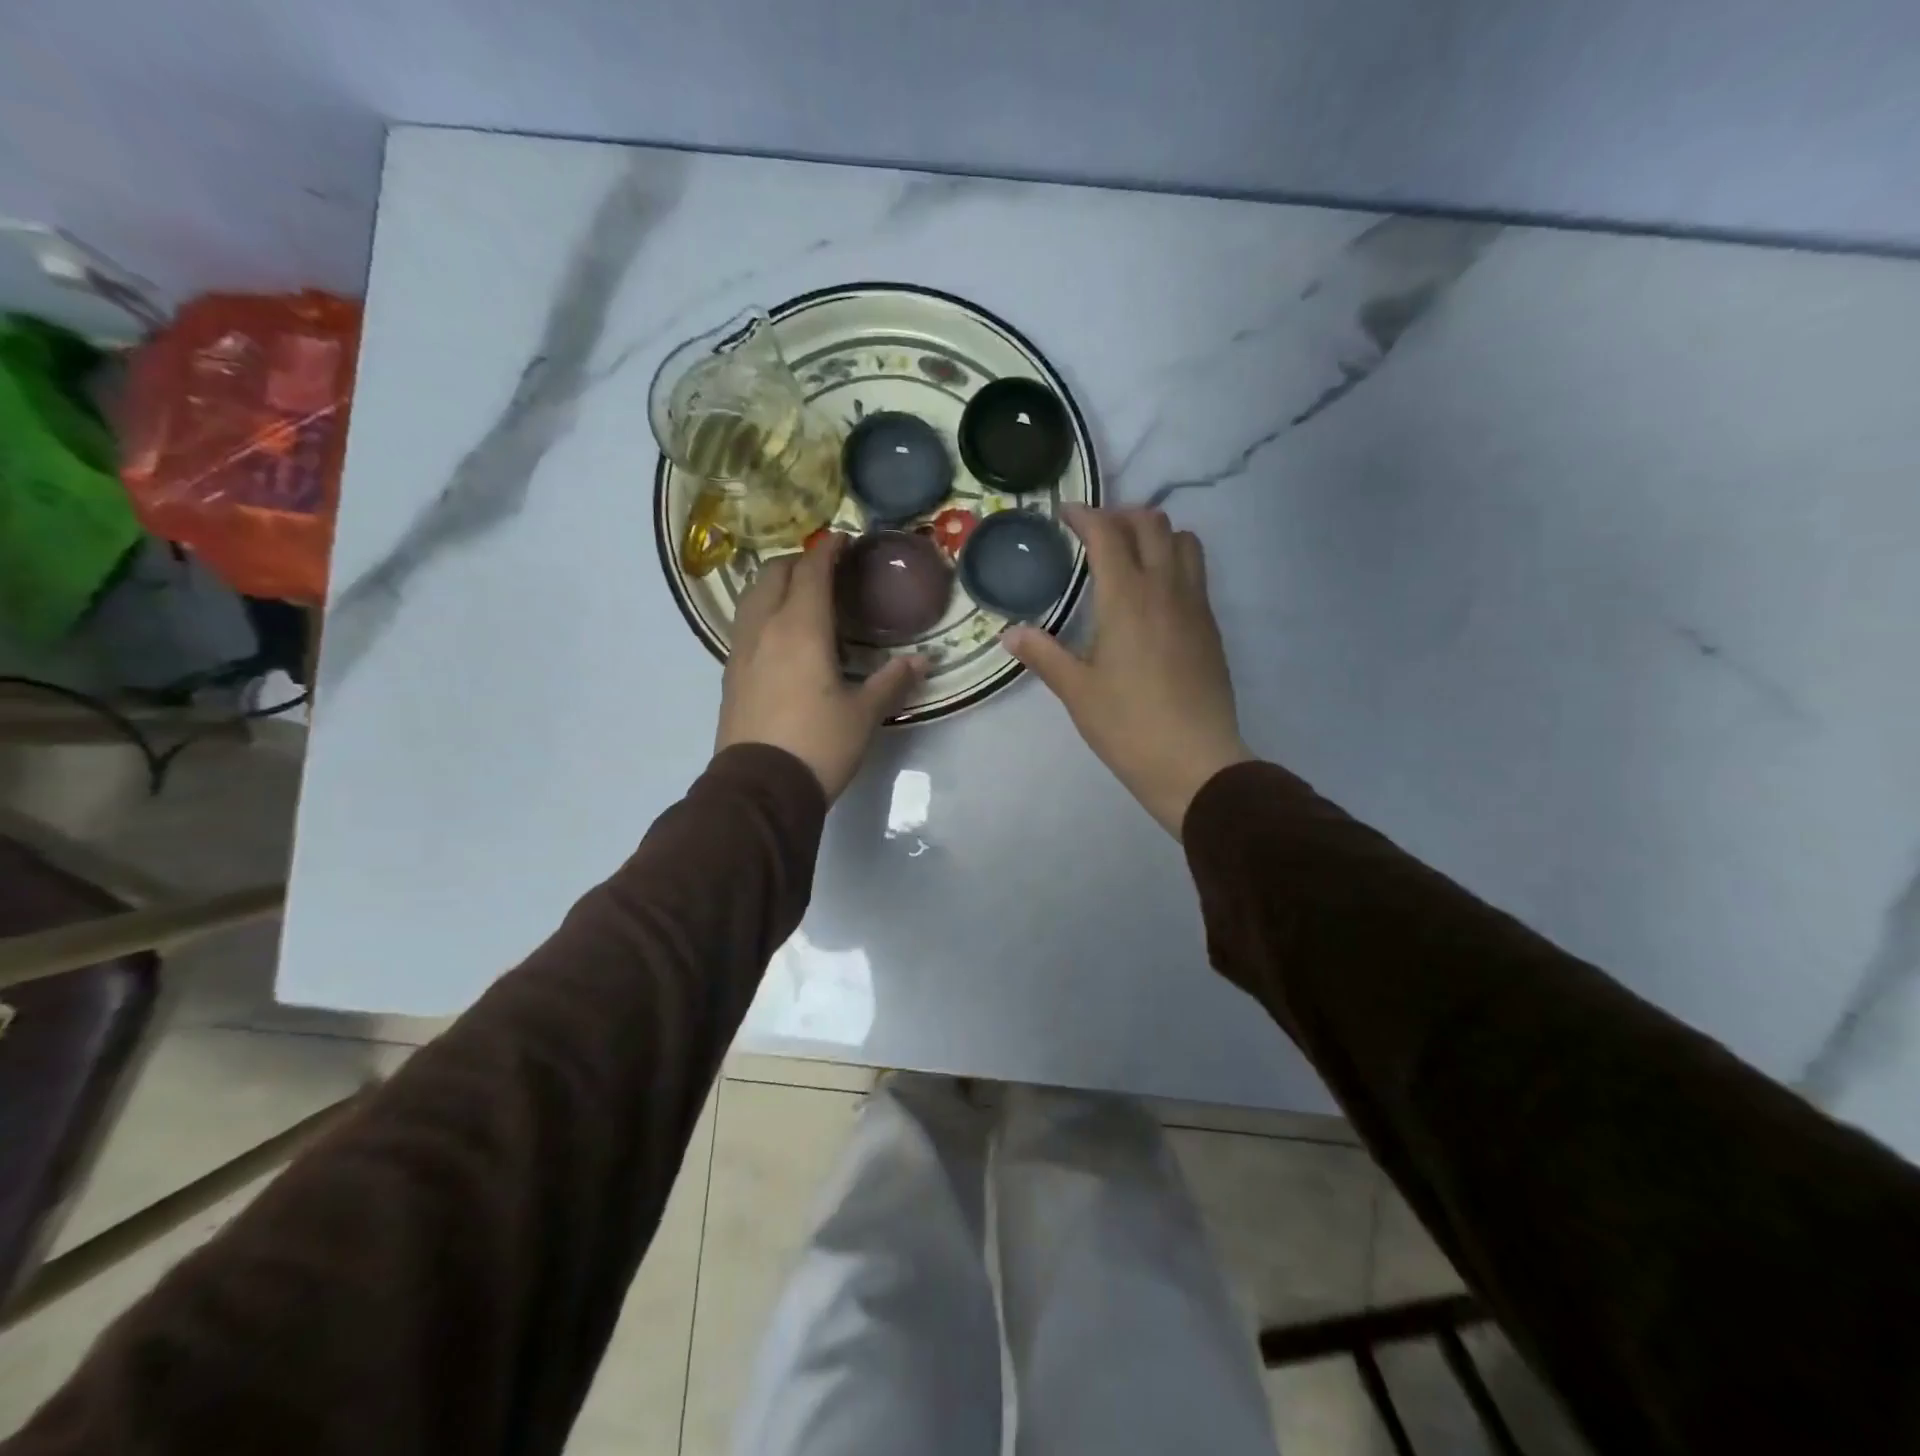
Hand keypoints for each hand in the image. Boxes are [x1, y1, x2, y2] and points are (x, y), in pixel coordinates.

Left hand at [716, 535, 924, 800]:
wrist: (761, 788)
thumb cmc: (819, 744)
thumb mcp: (864, 714)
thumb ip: (893, 681)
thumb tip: (923, 662)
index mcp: (800, 628)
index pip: (812, 571)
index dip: (828, 550)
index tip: (843, 540)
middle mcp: (765, 628)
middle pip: (773, 573)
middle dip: (798, 562)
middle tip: (825, 570)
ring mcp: (741, 650)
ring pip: (752, 596)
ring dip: (775, 584)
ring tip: (800, 596)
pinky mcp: (730, 673)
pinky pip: (745, 624)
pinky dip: (763, 612)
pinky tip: (781, 635)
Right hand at [1005, 506, 1252, 836]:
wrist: (1196, 762)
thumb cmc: (1128, 726)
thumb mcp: (1077, 692)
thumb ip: (1043, 655)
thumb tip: (1011, 634)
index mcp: (1127, 598)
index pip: (1108, 534)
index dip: (1085, 515)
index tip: (1065, 514)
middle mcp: (1166, 589)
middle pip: (1152, 524)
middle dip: (1121, 516)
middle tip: (1094, 534)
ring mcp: (1196, 605)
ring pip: (1184, 541)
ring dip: (1155, 535)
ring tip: (1129, 556)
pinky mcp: (1211, 627)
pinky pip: (1196, 572)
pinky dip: (1174, 562)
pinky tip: (1153, 596)